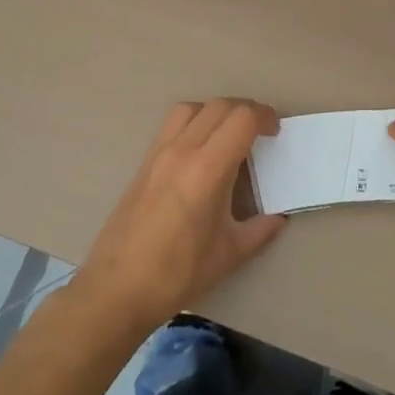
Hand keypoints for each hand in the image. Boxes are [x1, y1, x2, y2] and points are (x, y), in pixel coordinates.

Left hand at [70, 99, 287, 337]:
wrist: (117, 288)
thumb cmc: (178, 273)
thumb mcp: (229, 254)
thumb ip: (259, 230)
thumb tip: (277, 218)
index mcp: (207, 169)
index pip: (241, 119)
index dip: (264, 117)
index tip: (275, 132)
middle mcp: (182, 150)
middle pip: (219, 106)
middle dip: (245, 111)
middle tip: (260, 132)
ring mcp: (158, 153)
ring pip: (191, 108)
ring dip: (216, 112)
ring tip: (228, 136)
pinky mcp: (143, 163)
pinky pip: (172, 125)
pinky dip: (193, 123)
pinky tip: (200, 152)